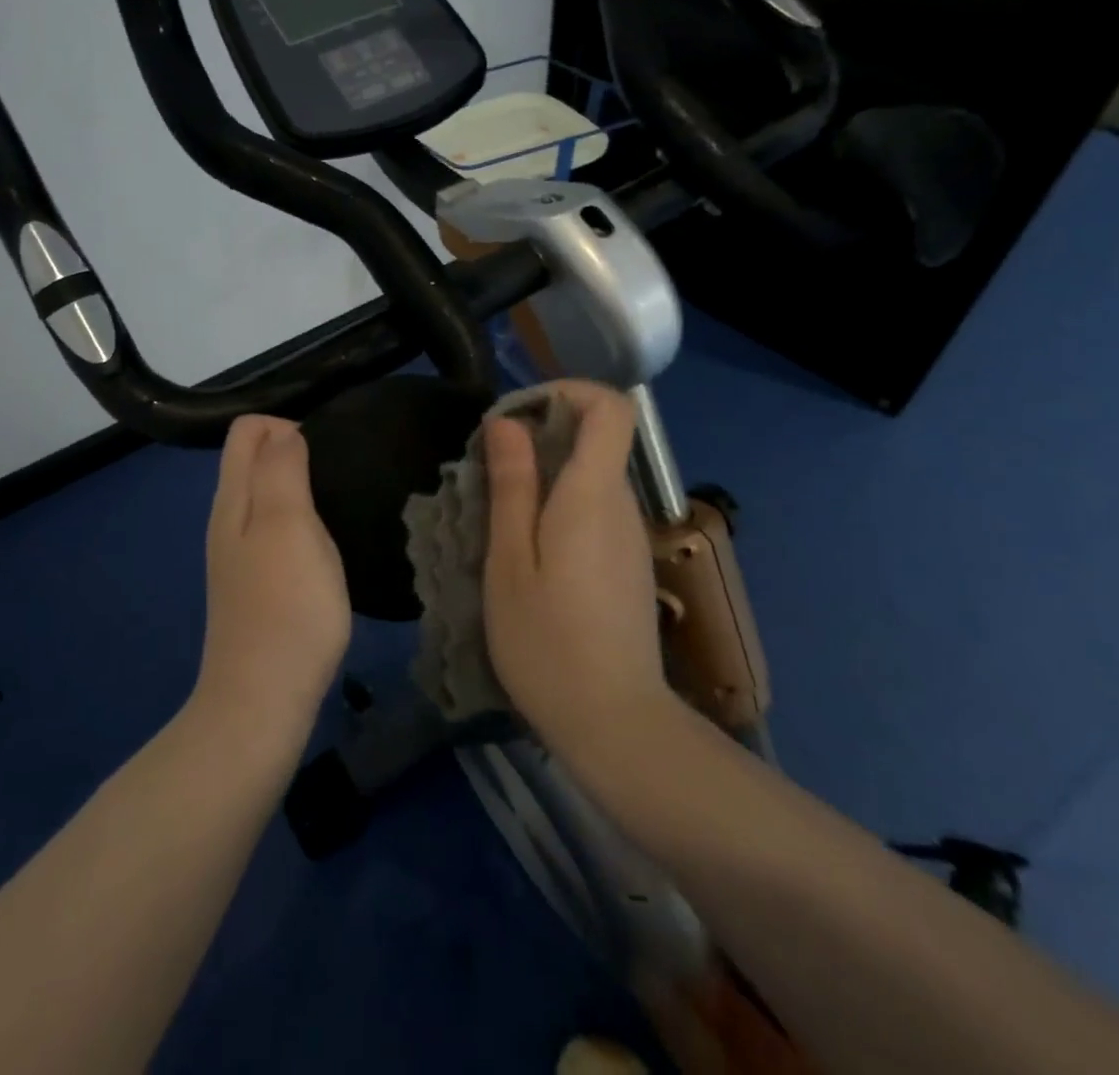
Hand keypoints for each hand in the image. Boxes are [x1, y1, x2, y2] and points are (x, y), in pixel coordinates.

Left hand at [193, 416, 352, 735]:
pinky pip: (275, 530)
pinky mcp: (257, 585)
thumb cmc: (285, 605)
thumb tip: (285, 432)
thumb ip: (282, 470)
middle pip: (253, 460)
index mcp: (233, 498)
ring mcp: (240, 555)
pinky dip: (301, 522)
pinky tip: (327, 545)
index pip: (246, 430)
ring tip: (341, 504)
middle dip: (294, 450)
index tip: (328, 452)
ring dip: (300, 487)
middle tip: (342, 475)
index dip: (286, 425)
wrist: (263, 698)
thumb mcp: (288, 524)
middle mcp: (228, 519)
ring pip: (265, 496)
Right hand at [482, 381, 669, 754]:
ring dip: (545, 473)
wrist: (614, 725)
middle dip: (541, 435)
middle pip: (596, 438)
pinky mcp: (627, 563)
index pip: (610, 407)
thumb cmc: (547, 642)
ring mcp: (630, 536)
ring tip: (497, 512)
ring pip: (592, 475)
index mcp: (593, 495)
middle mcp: (622, 505)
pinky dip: (559, 505)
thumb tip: (508, 421)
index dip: (565, 392)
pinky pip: (595, 508)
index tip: (515, 417)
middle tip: (488, 470)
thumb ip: (512, 485)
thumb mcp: (509, 561)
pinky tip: (526, 548)